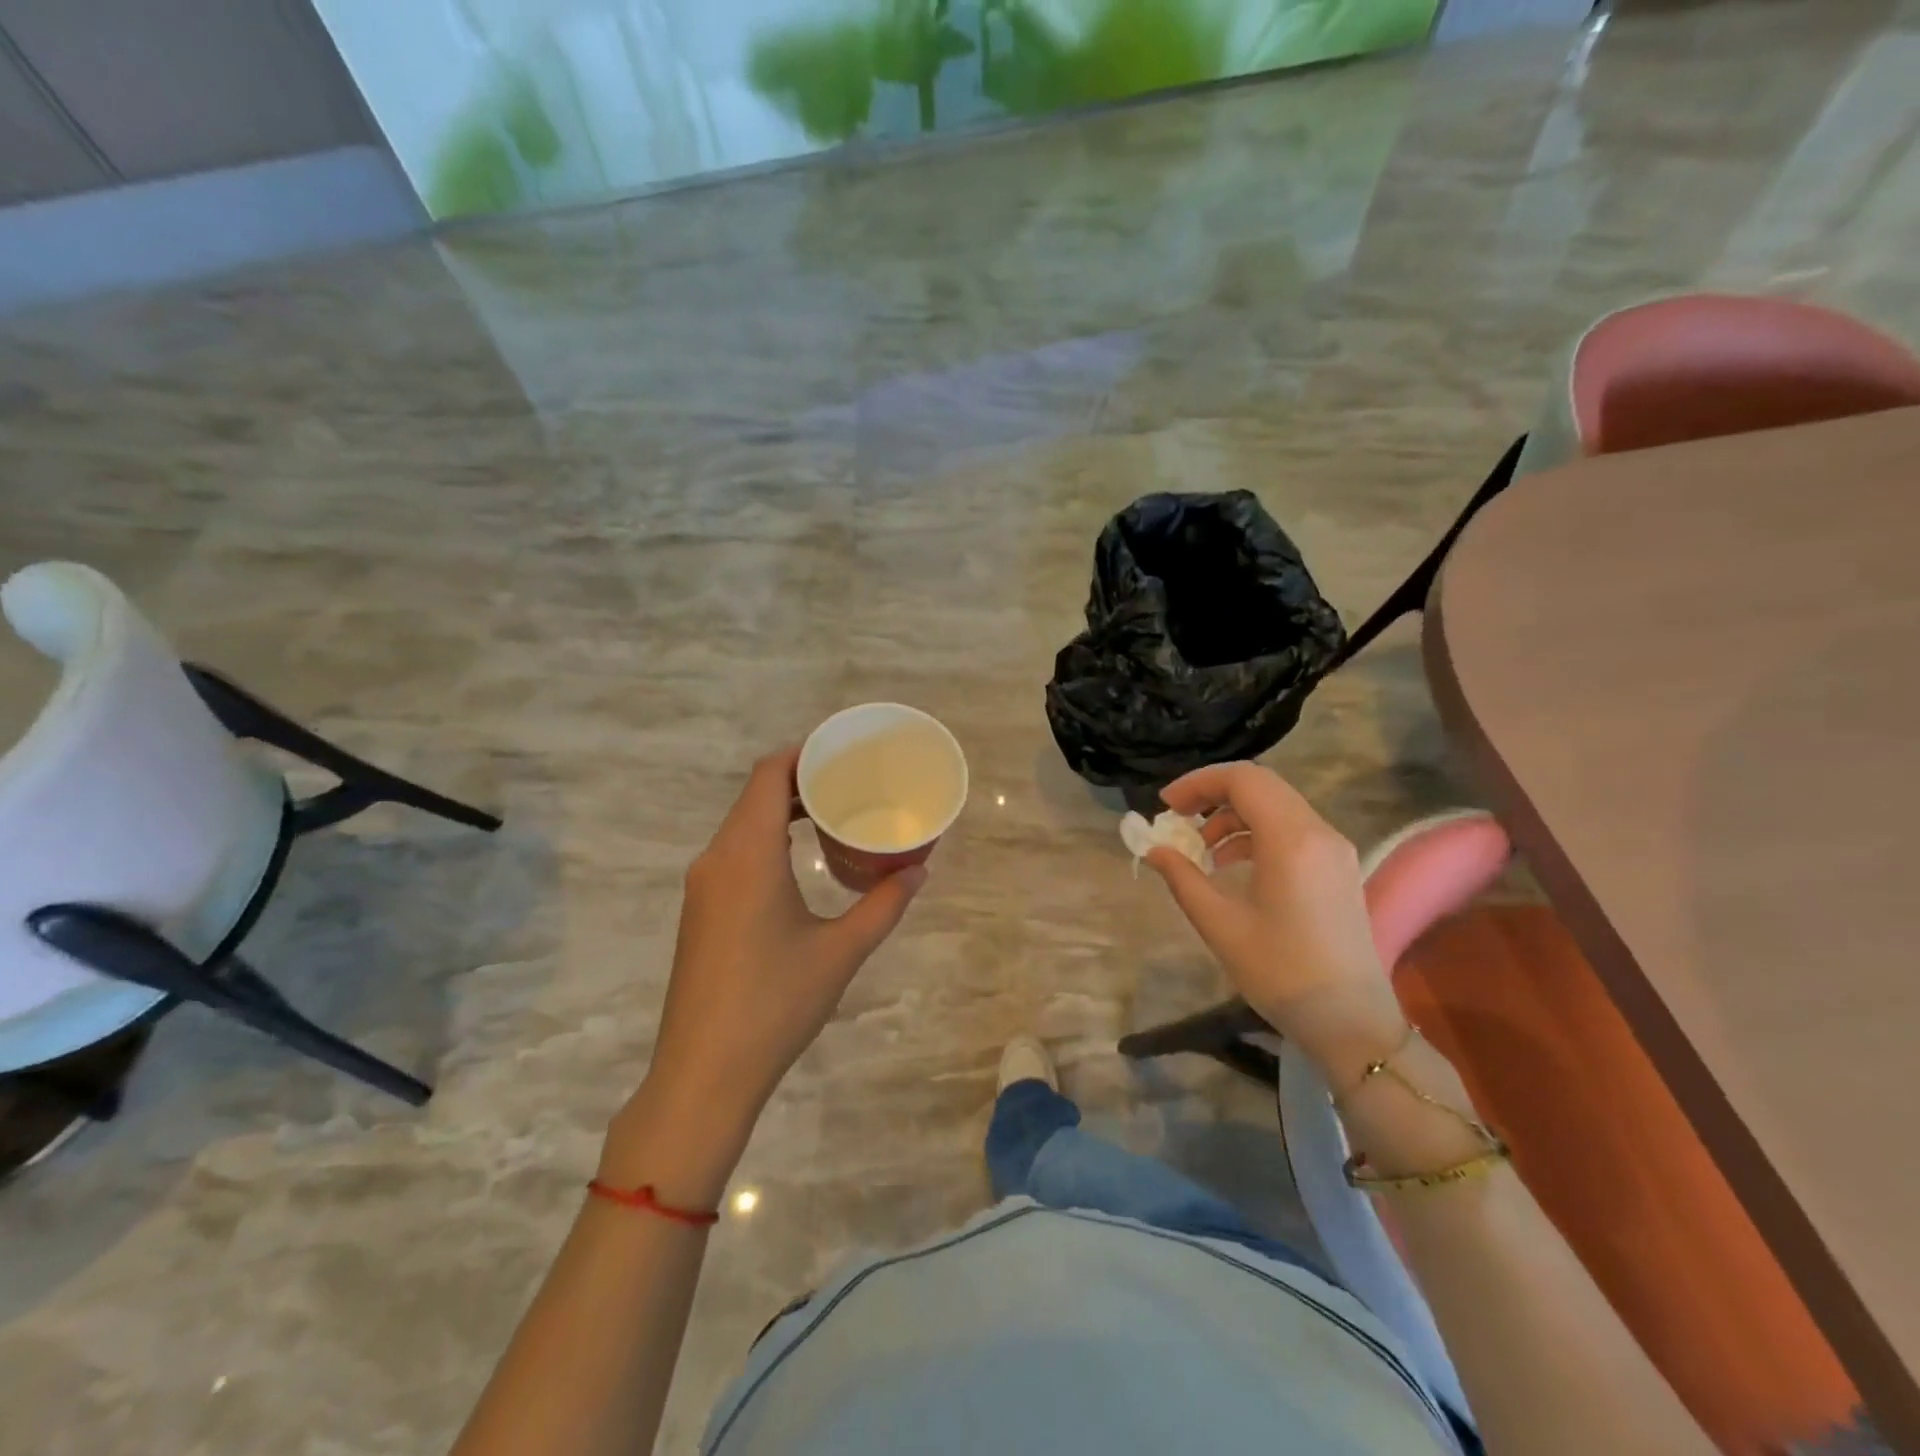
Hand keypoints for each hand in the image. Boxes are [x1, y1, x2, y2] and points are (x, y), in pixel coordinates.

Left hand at [610, 747, 925, 1189]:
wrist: (703, 1073)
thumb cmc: (775, 1005)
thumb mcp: (840, 952)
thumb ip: (883, 905)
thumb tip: (917, 871)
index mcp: (747, 855)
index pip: (768, 775)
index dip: (802, 753)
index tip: (842, 751)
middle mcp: (717, 858)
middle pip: (754, 794)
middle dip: (799, 779)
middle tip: (850, 781)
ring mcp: (703, 885)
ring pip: (742, 823)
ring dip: (781, 809)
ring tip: (831, 813)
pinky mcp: (700, 910)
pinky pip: (734, 851)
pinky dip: (767, 838)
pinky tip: (799, 858)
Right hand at [1145, 762, 1407, 1089]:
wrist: (1352, 1023)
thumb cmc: (1281, 973)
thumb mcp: (1220, 924)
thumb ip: (1182, 878)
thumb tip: (1155, 849)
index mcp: (1292, 840)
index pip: (1243, 780)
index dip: (1198, 783)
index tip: (1165, 807)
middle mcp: (1319, 832)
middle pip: (1261, 786)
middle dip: (1213, 795)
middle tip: (1177, 819)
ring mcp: (1334, 850)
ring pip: (1277, 806)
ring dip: (1233, 815)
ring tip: (1199, 849)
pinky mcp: (1337, 868)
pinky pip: (1291, 830)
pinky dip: (1255, 833)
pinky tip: (1230, 866)